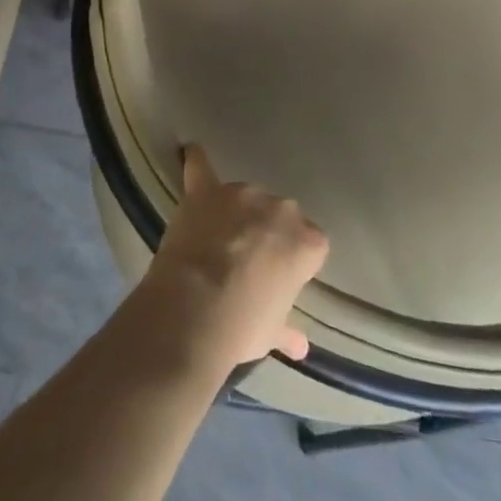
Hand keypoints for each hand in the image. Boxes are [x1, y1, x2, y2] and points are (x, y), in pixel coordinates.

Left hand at [138, 145, 328, 371]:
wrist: (196, 309)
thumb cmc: (244, 324)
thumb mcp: (272, 333)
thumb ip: (288, 331)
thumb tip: (301, 347)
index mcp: (307, 241)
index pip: (311, 245)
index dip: (293, 263)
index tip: (278, 281)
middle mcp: (280, 208)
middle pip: (279, 216)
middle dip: (267, 234)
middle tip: (248, 264)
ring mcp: (241, 194)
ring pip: (245, 198)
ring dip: (236, 213)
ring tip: (217, 241)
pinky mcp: (205, 191)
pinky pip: (200, 168)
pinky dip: (195, 162)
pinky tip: (190, 152)